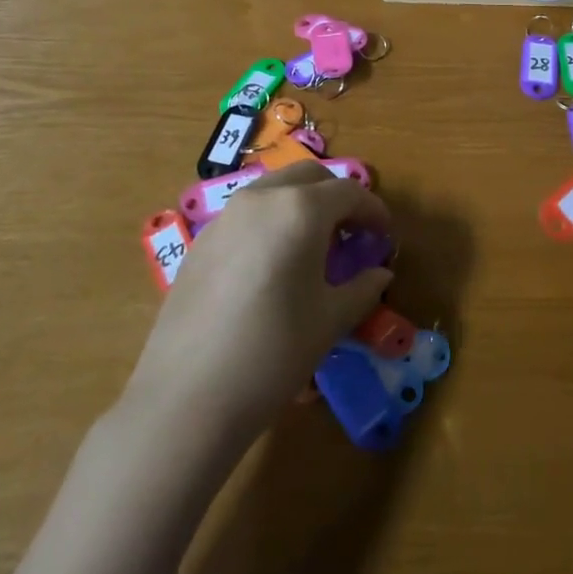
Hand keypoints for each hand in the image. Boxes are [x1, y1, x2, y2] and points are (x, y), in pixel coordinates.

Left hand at [128, 163, 392, 441]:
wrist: (187, 397)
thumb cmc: (274, 352)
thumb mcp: (330, 320)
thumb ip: (362, 288)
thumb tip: (378, 274)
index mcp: (300, 210)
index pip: (349, 192)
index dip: (374, 211)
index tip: (384, 236)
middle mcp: (261, 199)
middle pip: (309, 176)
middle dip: (336, 197)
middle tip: (351, 233)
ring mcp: (225, 217)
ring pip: (274, 190)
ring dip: (301, 204)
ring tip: (313, 247)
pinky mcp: (200, 242)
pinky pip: (246, 214)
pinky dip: (270, 222)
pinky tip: (272, 266)